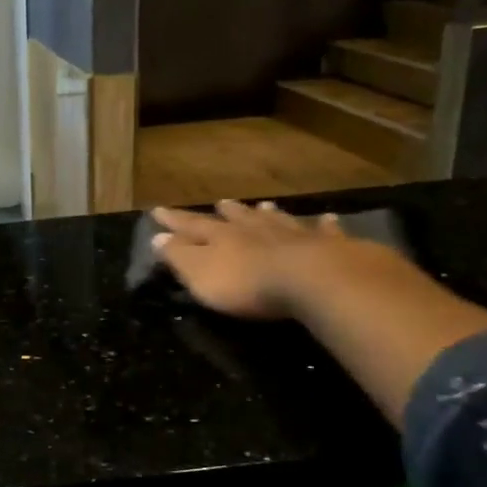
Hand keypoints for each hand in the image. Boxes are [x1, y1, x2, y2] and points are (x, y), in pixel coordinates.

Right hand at [150, 200, 368, 320]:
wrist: (313, 280)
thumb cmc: (247, 283)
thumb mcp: (200, 274)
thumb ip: (179, 256)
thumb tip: (157, 237)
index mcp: (222, 238)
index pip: (192, 226)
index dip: (174, 220)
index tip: (159, 210)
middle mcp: (256, 230)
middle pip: (238, 218)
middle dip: (228, 212)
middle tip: (222, 202)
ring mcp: (294, 235)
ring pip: (277, 220)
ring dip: (268, 214)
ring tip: (265, 205)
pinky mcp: (329, 247)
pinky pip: (325, 232)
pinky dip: (324, 225)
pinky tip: (328, 218)